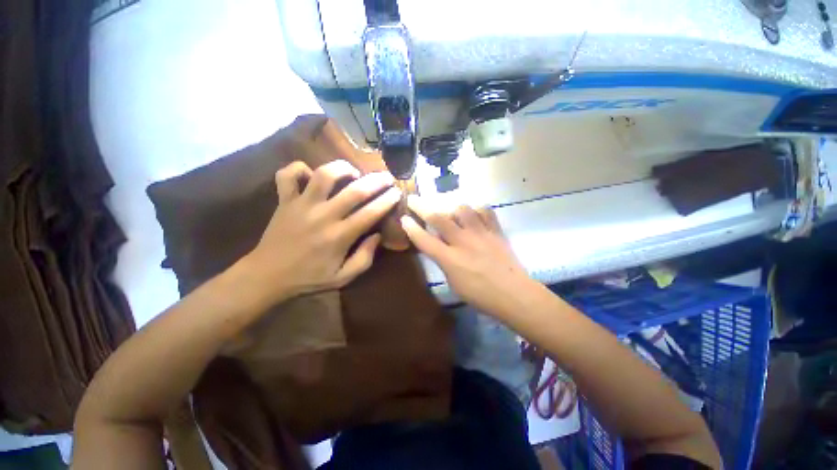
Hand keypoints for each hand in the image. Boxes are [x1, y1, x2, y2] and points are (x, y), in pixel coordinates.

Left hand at [241, 160, 400, 305]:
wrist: (267, 276)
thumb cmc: (309, 278)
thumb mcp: (343, 277)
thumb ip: (365, 258)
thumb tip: (378, 236)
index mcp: (339, 236)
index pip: (370, 213)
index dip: (387, 200)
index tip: (397, 193)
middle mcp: (323, 216)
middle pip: (354, 190)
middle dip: (376, 180)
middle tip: (387, 176)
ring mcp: (301, 205)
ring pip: (323, 174)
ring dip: (342, 168)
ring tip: (353, 171)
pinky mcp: (284, 200)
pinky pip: (287, 175)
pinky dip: (299, 168)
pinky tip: (311, 173)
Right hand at [400, 196, 535, 317]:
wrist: (514, 294)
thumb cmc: (480, 295)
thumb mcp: (454, 283)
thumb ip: (444, 262)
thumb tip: (438, 247)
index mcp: (450, 259)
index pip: (424, 239)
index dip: (411, 228)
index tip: (403, 218)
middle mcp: (463, 241)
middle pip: (438, 218)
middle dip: (421, 206)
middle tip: (413, 199)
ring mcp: (480, 233)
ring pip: (462, 209)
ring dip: (451, 208)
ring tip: (450, 213)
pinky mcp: (495, 231)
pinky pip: (485, 211)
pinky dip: (477, 210)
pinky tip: (474, 215)